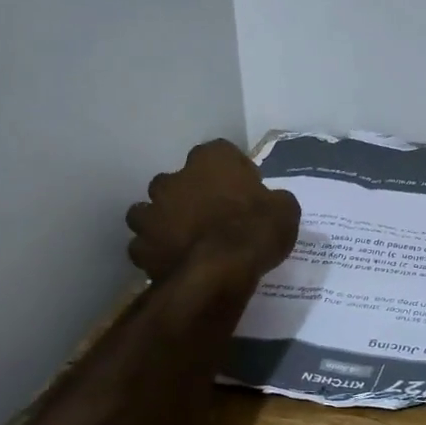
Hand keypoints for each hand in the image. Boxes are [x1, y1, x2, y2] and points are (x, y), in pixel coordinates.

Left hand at [125, 140, 300, 283]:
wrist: (220, 271)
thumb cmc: (257, 230)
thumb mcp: (285, 210)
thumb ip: (273, 199)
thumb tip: (272, 202)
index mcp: (211, 159)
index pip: (219, 153)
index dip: (230, 172)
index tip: (243, 191)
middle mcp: (174, 177)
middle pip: (178, 180)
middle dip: (189, 194)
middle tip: (210, 215)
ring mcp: (152, 211)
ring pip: (150, 210)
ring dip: (163, 220)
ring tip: (182, 239)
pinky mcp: (140, 245)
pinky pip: (144, 245)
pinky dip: (154, 251)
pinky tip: (170, 262)